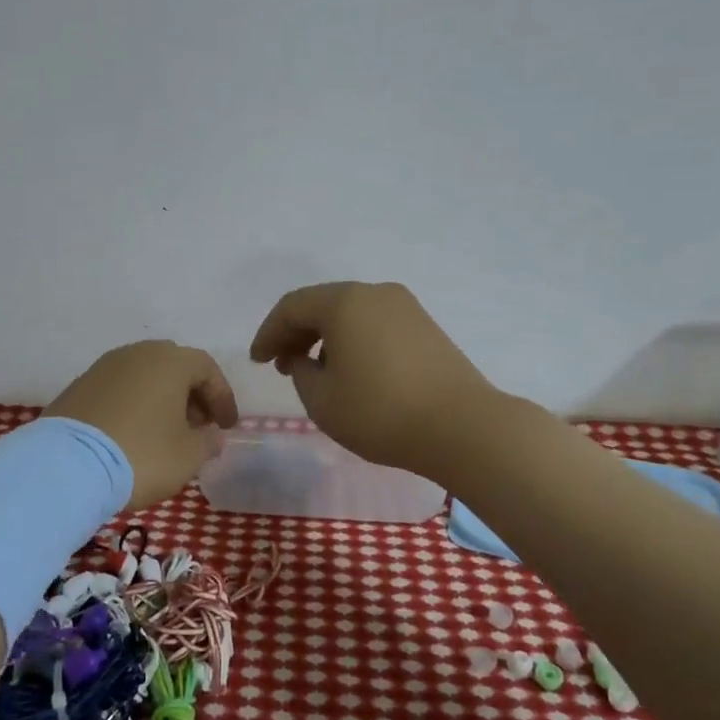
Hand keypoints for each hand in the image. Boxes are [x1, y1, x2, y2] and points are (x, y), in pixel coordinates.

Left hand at [44, 341, 239, 509]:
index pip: (207, 369)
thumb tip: (212, 435)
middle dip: (191, 395)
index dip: (222, 397)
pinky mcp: (78, 387)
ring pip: (143, 376)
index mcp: (169, 361)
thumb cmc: (142, 455)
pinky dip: (133, 405)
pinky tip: (132, 434)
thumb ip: (208, 441)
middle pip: (174, 367)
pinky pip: (117, 390)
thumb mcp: (188, 456)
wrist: (67, 466)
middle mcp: (136, 353)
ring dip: (161, 399)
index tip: (227, 426)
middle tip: (198, 426)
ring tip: (165, 432)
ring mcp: (102, 368)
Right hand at [249, 281, 494, 478]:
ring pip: (350, 313)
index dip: (268, 333)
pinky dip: (352, 340)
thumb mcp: (322, 401)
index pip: (292, 307)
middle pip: (322, 304)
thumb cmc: (380, 413)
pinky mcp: (425, 326)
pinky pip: (375, 323)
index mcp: (344, 303)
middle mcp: (375, 293)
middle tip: (280, 364)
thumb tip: (302, 360)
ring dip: (324, 337)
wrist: (462, 427)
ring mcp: (405, 307)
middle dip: (295, 333)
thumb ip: (300, 374)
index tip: (256, 361)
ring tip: (314, 372)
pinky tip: (351, 371)